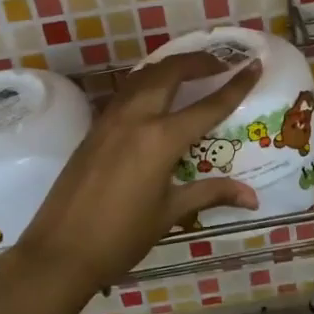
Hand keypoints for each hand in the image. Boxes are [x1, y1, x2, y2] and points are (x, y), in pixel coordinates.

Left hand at [10, 52, 262, 292]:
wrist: (60, 252)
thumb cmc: (121, 237)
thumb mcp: (169, 213)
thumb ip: (210, 194)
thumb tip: (253, 197)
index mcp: (160, 139)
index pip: (207, 106)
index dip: (234, 85)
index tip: (254, 65)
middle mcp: (136, 119)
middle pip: (170, 73)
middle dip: (198, 61)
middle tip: (221, 62)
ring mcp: (110, 120)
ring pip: (143, 77)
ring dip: (170, 66)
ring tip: (190, 70)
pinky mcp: (94, 129)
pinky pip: (125, 92)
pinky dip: (147, 82)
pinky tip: (154, 94)